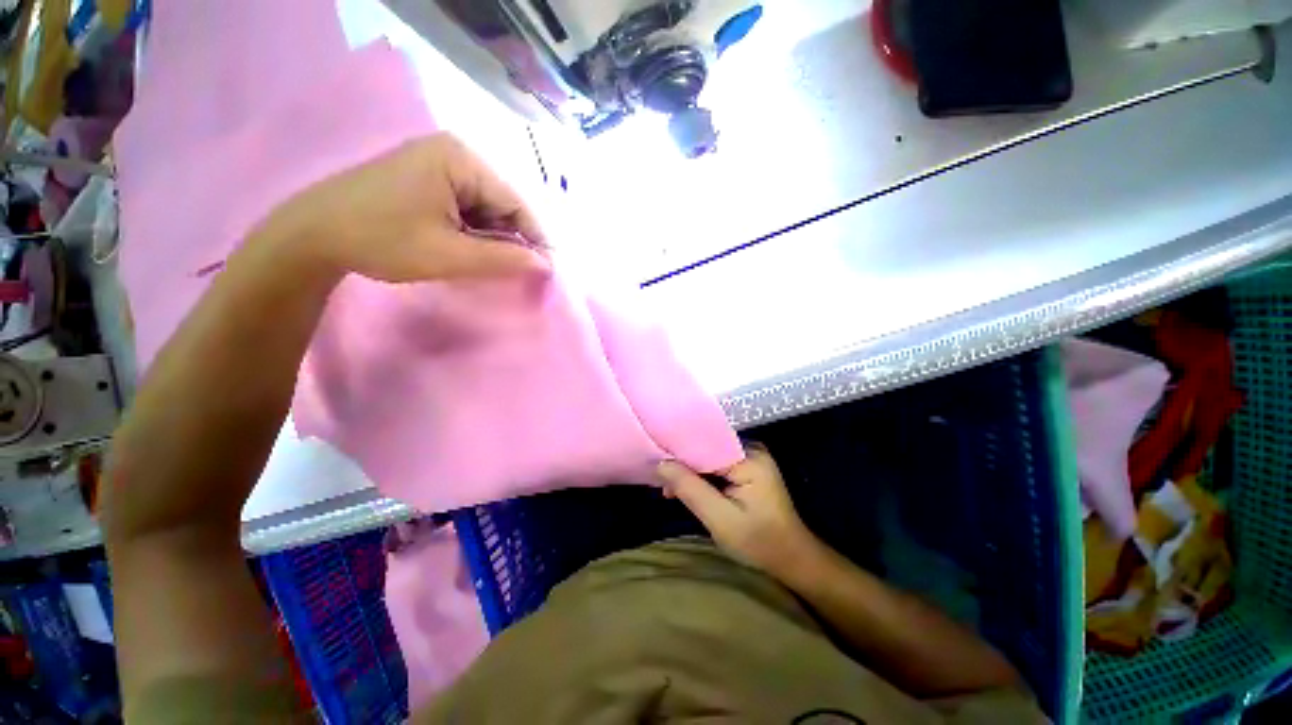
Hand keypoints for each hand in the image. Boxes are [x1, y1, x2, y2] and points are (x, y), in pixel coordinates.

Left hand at [251, 133, 549, 282]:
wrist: (312, 235)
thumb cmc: (382, 240)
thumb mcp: (450, 255)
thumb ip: (504, 259)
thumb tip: (547, 265)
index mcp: (461, 159)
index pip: (516, 203)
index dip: (535, 240)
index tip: (547, 272)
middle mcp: (453, 153)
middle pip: (501, 204)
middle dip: (510, 240)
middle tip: (516, 274)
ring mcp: (437, 163)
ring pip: (484, 208)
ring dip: (491, 238)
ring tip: (489, 266)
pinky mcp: (425, 177)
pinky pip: (465, 207)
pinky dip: (472, 232)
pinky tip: (466, 251)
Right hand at [657, 444, 819, 577]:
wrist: (792, 558)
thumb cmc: (758, 542)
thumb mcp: (719, 519)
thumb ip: (690, 488)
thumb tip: (661, 463)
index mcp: (749, 458)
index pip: (705, 445)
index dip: (679, 453)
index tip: (657, 465)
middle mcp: (751, 449)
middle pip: (707, 448)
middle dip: (683, 464)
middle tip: (661, 482)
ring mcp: (751, 457)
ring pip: (710, 456)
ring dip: (691, 471)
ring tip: (670, 488)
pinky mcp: (749, 467)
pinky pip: (718, 463)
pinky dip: (702, 475)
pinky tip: (688, 487)